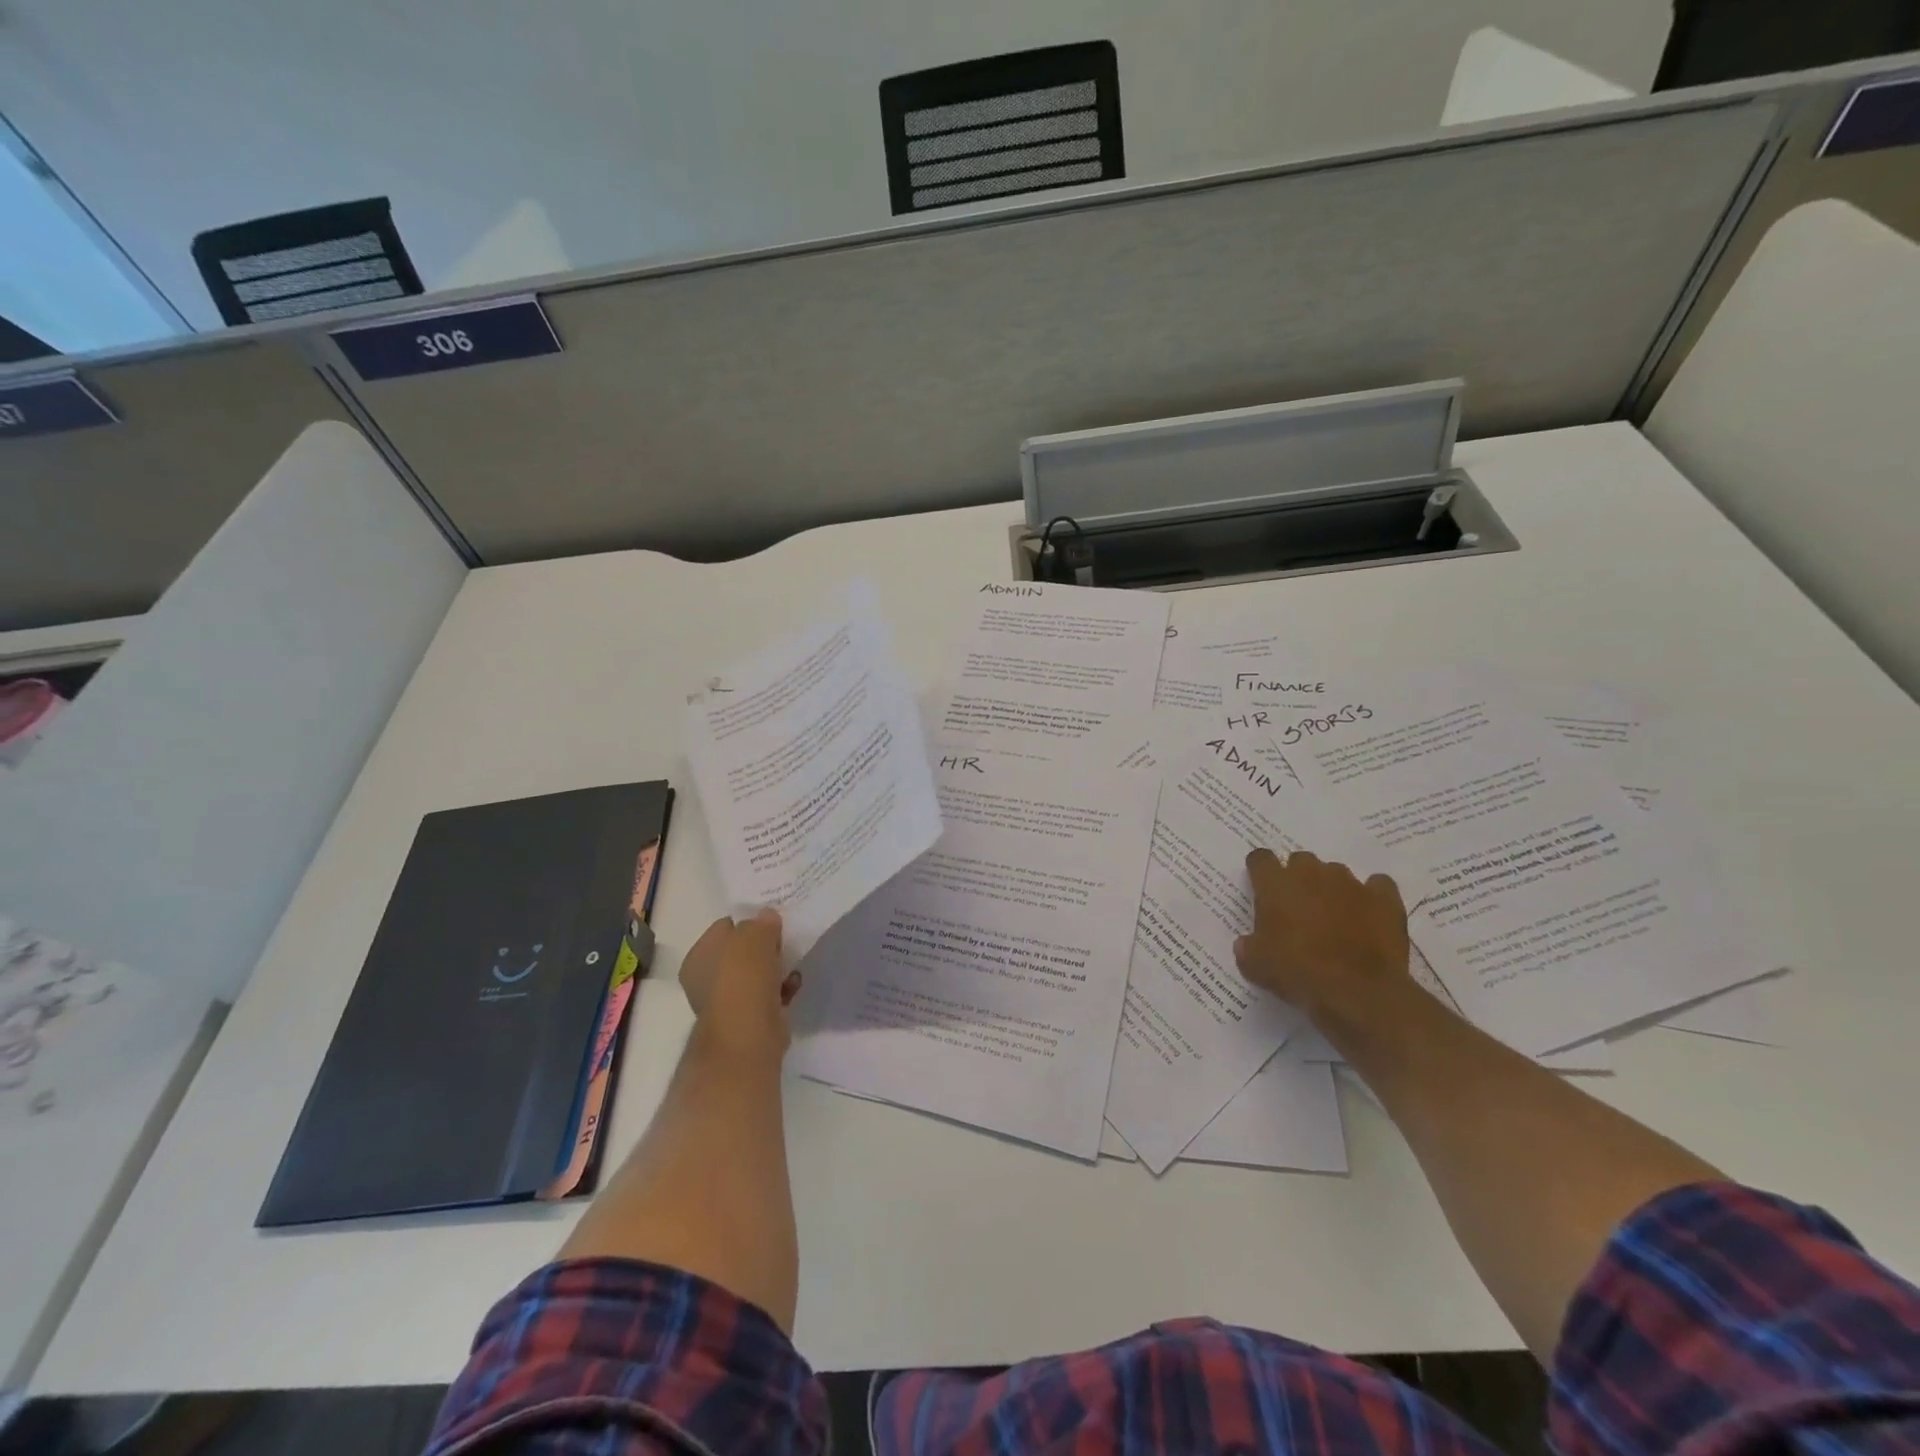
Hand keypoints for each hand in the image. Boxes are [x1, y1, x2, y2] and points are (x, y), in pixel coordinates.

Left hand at [678, 909, 801, 1055]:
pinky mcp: (749, 1018)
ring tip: (792, 961)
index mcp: (698, 956)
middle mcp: (707, 979)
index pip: (724, 927)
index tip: (770, 920)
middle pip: (741, 952)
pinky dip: (782, 988)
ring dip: (776, 967)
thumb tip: (767, 918)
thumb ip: (762, 922)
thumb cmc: (743, 976)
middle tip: (783, 940)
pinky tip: (794, 983)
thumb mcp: (755, 934)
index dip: (748, 921)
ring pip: (756, 974)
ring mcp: (728, 1000)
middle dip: (763, 946)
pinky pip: (769, 994)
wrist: (749, 1032)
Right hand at [1233, 848, 1412, 1029]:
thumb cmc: (1298, 972)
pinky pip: (1377, 886)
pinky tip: (1368, 915)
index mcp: (1276, 884)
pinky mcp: (1384, 898)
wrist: (1358, 993)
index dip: (1260, 872)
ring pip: (1336, 873)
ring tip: (1334, 917)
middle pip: (1300, 861)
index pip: (1261, 859)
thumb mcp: (1256, 966)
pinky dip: (1371, 896)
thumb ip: (1248, 948)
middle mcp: (1312, 873)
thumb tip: (1246, 944)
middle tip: (1297, 908)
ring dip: (1331, 888)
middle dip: (1297, 879)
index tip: (1261, 887)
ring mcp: (1351, 883)